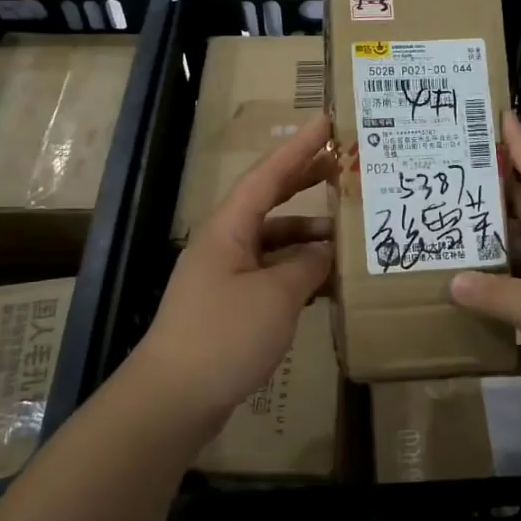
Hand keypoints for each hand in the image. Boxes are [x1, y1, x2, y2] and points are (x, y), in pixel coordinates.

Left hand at [127, 114, 334, 438]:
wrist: (173, 399)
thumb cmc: (223, 335)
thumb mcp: (276, 296)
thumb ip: (307, 266)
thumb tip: (325, 253)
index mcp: (228, 229)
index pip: (267, 175)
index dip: (298, 147)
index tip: (326, 121)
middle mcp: (225, 244)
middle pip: (269, 201)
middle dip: (305, 181)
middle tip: (343, 166)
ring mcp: (226, 276)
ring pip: (274, 242)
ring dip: (307, 235)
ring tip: (347, 234)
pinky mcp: (231, 307)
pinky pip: (272, 274)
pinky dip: (299, 272)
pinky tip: (326, 281)